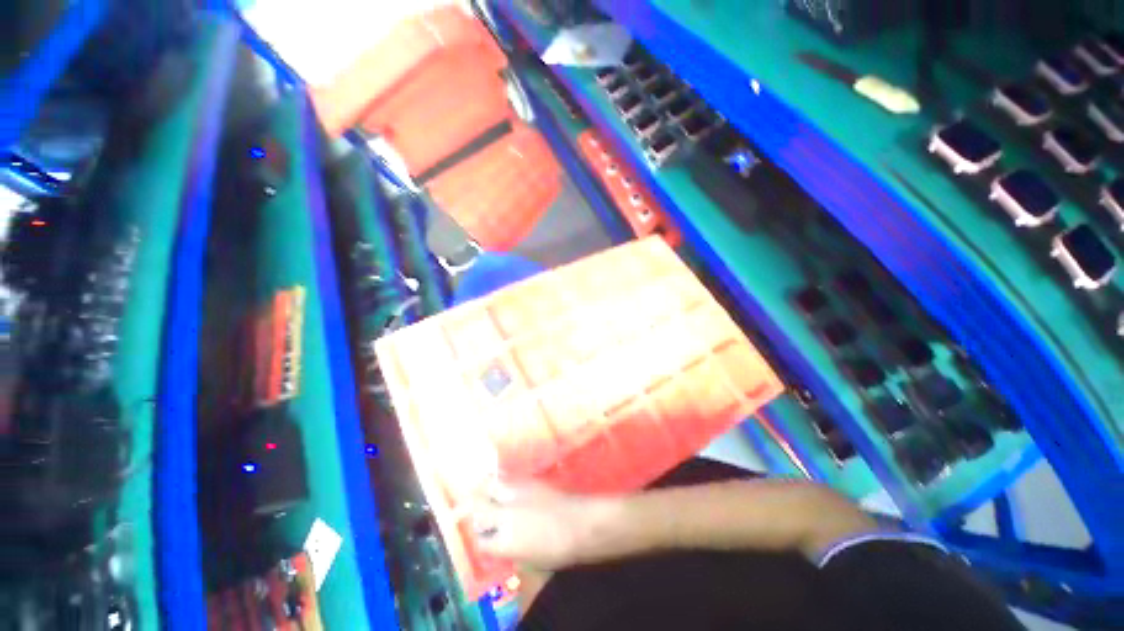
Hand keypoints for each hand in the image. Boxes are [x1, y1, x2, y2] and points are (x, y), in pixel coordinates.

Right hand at [470, 481, 615, 571]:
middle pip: (478, 505)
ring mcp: (516, 493)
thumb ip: (507, 550)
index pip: (480, 539)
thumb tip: (497, 541)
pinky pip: (506, 477)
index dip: (479, 538)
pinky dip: (499, 480)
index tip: (480, 537)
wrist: (578, 523)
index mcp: (505, 541)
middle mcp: (506, 514)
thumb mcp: (528, 561)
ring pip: (489, 485)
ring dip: (483, 489)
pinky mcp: (527, 480)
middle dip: (472, 507)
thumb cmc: (557, 550)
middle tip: (470, 509)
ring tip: (482, 492)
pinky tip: (501, 484)